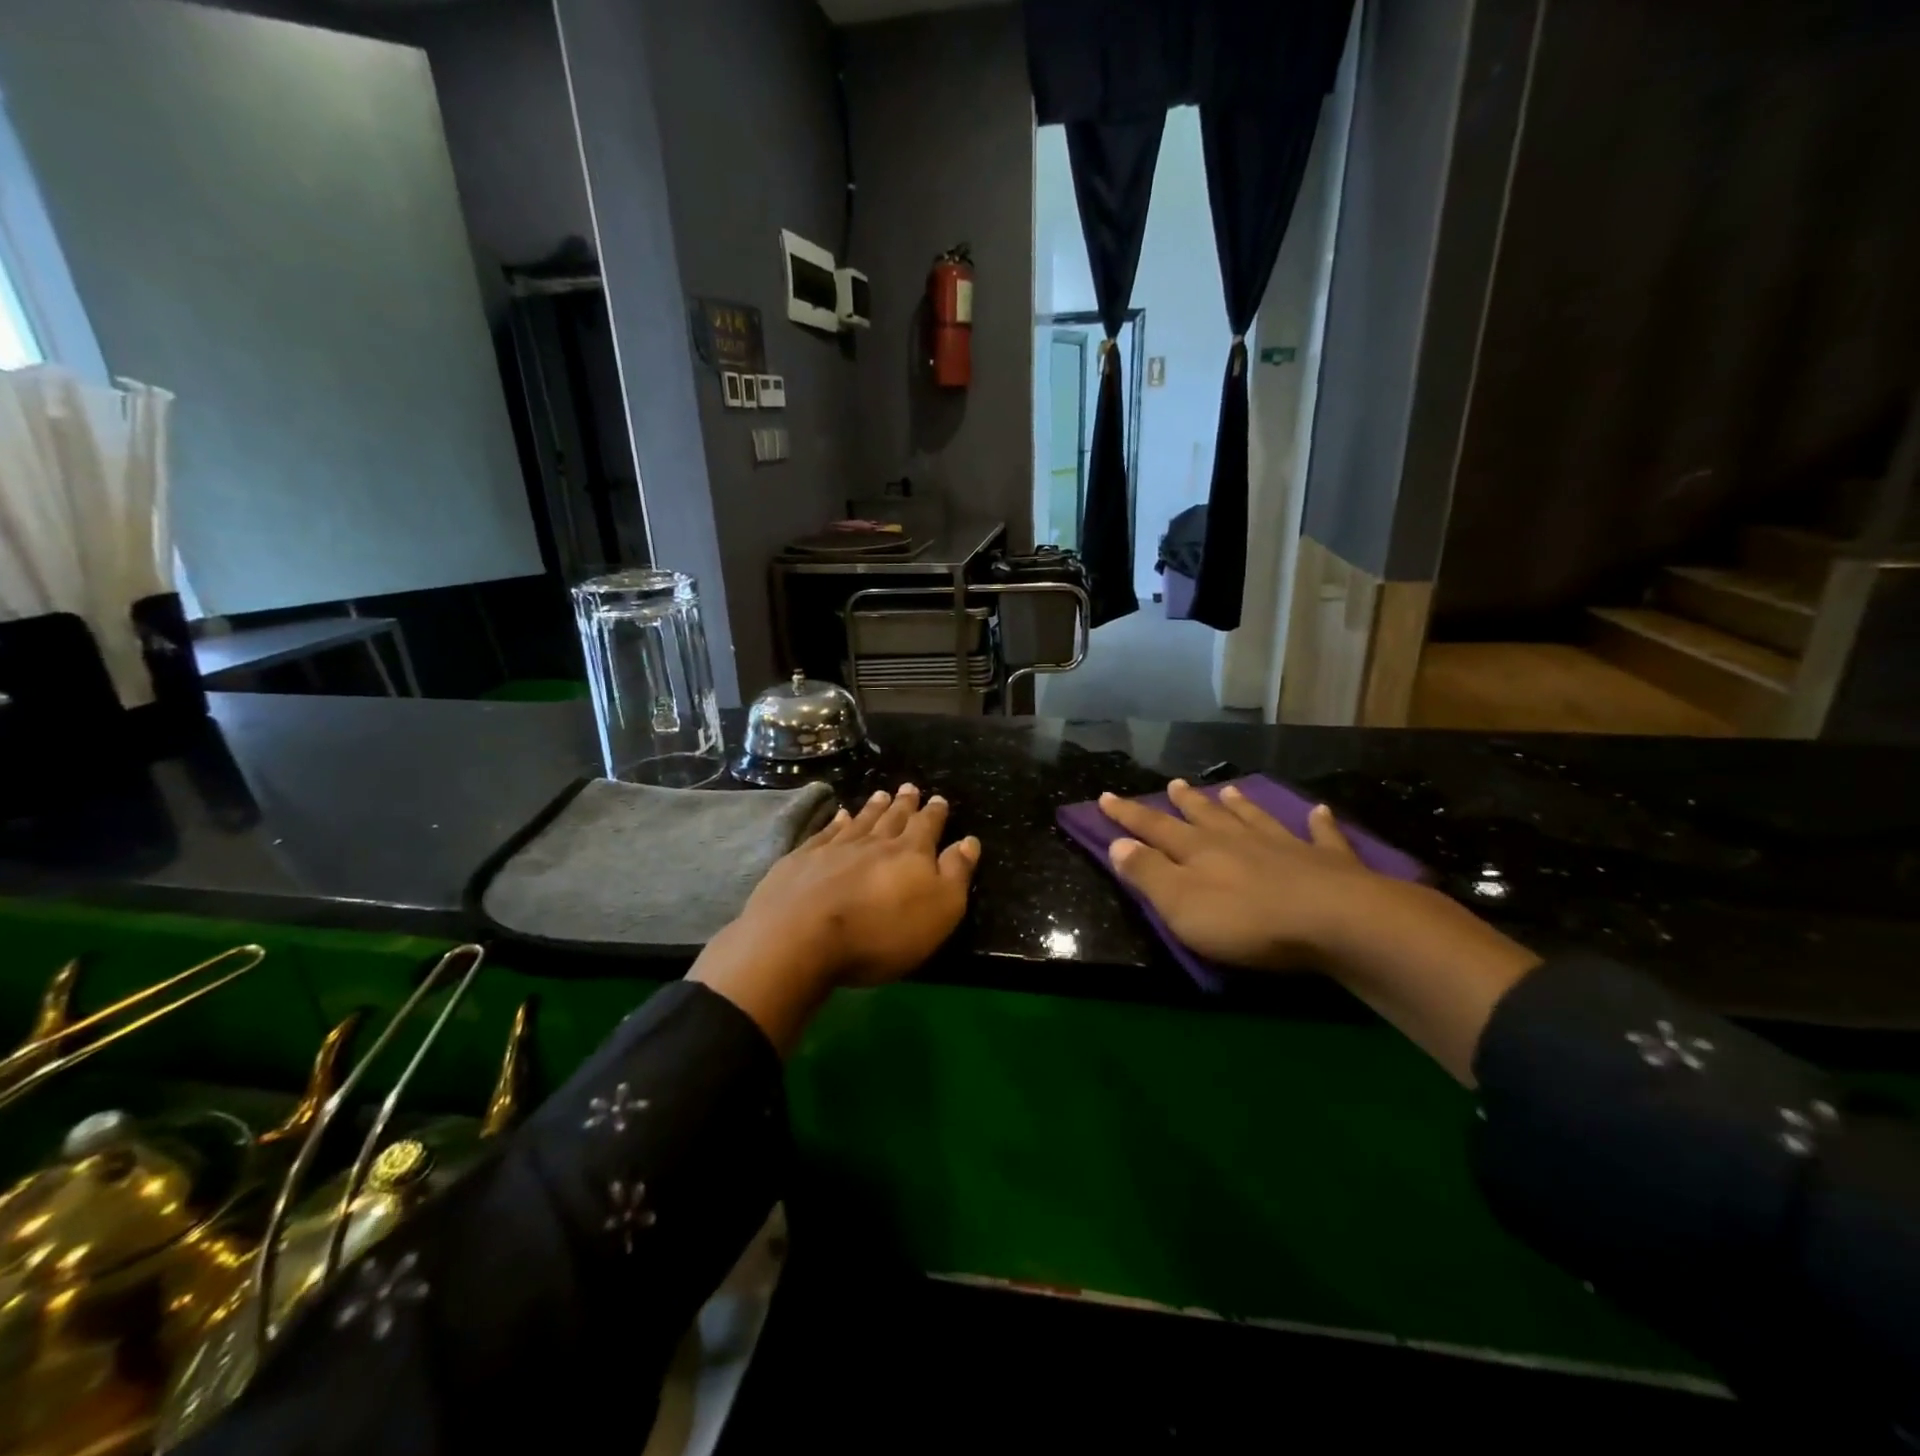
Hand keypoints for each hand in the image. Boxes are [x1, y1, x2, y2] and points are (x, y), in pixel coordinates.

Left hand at [691, 785, 980, 1047]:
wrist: (801, 937)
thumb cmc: (881, 933)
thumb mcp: (939, 911)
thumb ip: (956, 874)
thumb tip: (969, 841)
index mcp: (910, 854)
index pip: (927, 826)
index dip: (935, 813)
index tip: (938, 799)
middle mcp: (874, 842)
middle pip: (893, 818)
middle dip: (904, 804)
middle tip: (909, 787)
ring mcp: (834, 848)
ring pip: (860, 821)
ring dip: (873, 808)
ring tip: (881, 794)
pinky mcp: (802, 860)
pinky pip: (825, 833)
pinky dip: (835, 822)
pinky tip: (838, 816)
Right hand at [1103, 779, 1539, 1083]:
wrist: (1336, 921)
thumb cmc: (1247, 921)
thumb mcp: (1181, 904)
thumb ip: (1148, 874)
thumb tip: (1118, 843)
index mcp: (1198, 851)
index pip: (1154, 828)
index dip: (1128, 814)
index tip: (1106, 796)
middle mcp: (1238, 840)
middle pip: (1205, 816)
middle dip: (1184, 803)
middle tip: (1172, 785)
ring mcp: (1285, 846)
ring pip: (1254, 818)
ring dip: (1239, 805)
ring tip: (1228, 790)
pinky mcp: (1328, 862)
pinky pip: (1321, 835)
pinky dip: (1319, 822)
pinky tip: (1320, 810)